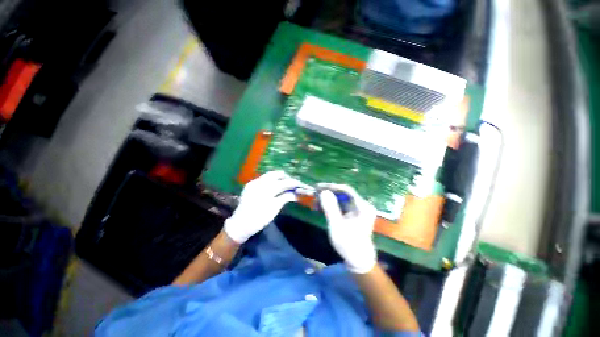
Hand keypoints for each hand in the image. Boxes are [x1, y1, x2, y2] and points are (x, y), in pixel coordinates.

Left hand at [224, 171, 306, 243]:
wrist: (239, 224)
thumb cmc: (259, 219)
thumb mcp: (274, 209)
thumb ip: (285, 198)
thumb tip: (295, 194)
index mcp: (266, 189)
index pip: (283, 183)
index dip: (293, 183)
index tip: (300, 184)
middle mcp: (259, 182)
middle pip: (275, 174)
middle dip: (285, 177)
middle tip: (291, 184)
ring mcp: (253, 182)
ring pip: (269, 175)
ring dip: (278, 178)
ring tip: (284, 184)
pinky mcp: (249, 185)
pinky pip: (263, 179)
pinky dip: (270, 180)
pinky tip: (273, 187)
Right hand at [318, 183, 376, 273]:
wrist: (359, 260)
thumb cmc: (348, 244)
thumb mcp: (337, 226)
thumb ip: (330, 208)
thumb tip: (324, 191)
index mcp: (362, 207)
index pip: (346, 190)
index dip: (331, 186)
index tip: (318, 187)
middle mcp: (362, 205)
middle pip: (343, 194)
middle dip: (328, 193)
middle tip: (315, 195)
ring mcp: (358, 209)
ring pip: (341, 199)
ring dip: (328, 200)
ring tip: (316, 203)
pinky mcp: (354, 214)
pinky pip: (341, 205)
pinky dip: (332, 206)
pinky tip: (322, 208)